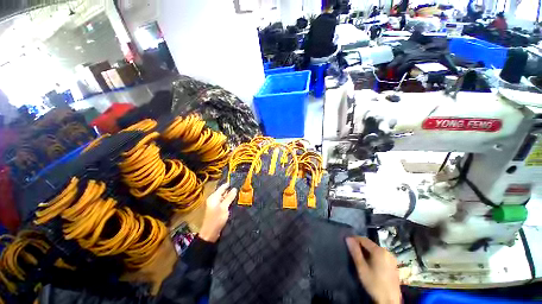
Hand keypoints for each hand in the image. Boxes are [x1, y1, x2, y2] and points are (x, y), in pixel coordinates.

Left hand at [198, 183, 237, 242]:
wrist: (210, 233)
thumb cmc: (217, 219)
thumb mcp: (224, 207)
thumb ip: (229, 197)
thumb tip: (234, 189)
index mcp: (213, 197)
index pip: (222, 187)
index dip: (228, 184)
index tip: (236, 180)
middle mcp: (213, 199)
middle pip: (222, 192)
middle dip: (230, 189)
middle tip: (240, 186)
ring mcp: (214, 204)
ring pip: (223, 197)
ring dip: (230, 195)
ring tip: (239, 192)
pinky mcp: (216, 209)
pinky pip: (223, 202)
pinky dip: (228, 200)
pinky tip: (234, 200)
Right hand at [346, 237, 401, 303]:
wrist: (389, 300)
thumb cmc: (374, 283)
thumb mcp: (361, 267)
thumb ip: (355, 251)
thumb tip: (348, 238)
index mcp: (379, 251)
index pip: (364, 239)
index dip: (354, 239)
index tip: (347, 242)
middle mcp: (387, 251)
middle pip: (370, 244)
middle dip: (360, 246)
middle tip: (352, 251)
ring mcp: (392, 258)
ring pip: (376, 250)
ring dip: (367, 251)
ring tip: (359, 257)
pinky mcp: (393, 264)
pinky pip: (381, 255)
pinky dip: (374, 256)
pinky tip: (370, 263)